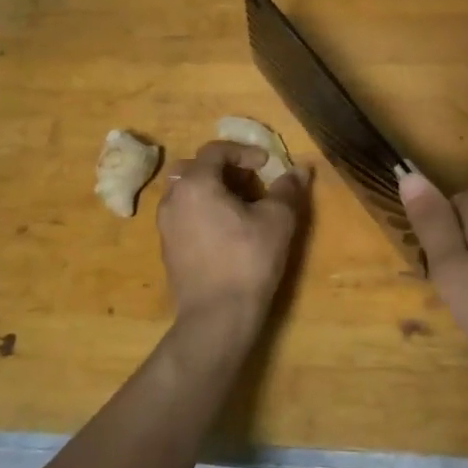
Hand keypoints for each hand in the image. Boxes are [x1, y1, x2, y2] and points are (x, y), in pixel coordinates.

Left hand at [157, 141, 307, 341]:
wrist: (217, 317)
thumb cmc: (248, 261)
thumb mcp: (277, 221)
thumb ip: (287, 189)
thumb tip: (301, 169)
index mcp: (196, 184)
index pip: (215, 150)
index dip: (243, 151)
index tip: (266, 164)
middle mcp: (173, 199)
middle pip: (195, 168)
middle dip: (224, 169)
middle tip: (251, 183)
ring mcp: (166, 225)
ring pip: (188, 193)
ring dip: (214, 191)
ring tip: (242, 208)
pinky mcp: (168, 249)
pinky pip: (184, 215)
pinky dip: (204, 211)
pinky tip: (228, 232)